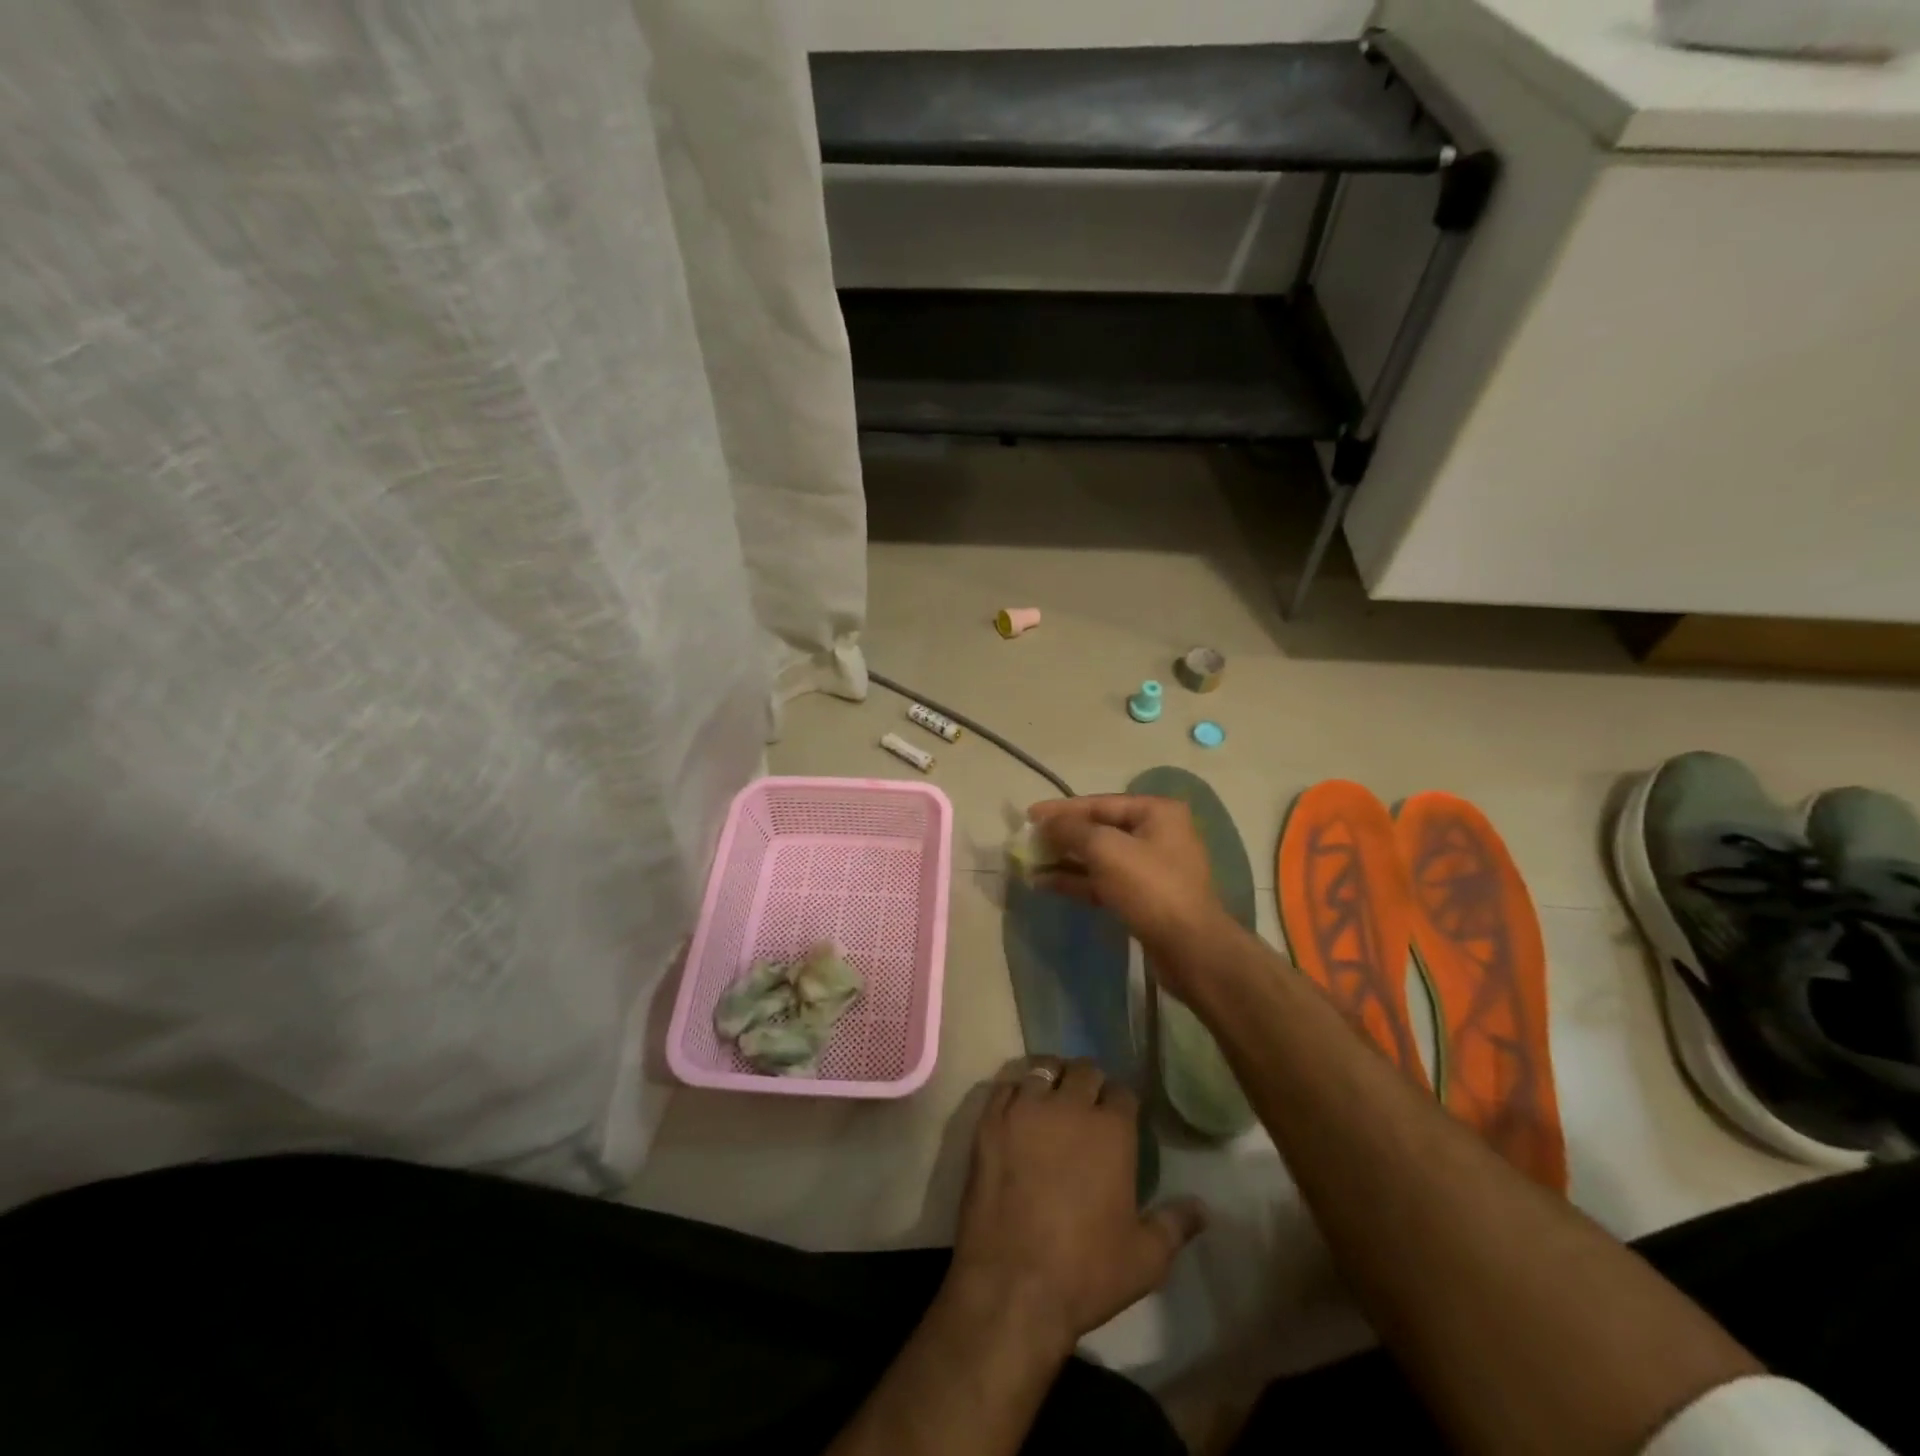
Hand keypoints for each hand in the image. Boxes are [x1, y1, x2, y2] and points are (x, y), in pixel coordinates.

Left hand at [950, 1058, 1207, 1357]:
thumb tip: (1204, 1208)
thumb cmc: (1086, 1272)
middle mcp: (1069, 1106)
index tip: (1120, 1115)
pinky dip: (1015, 1091)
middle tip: (1087, 1103)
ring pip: (1043, 1069)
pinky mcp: (990, 1121)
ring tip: (1052, 1095)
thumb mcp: (1145, 1259)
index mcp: (1111, 1130)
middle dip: (1090, 1082)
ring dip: (1052, 1077)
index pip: (1122, 1092)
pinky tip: (1018, 1107)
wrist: (1012, 1284)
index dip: (1122, 1102)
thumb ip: (1175, 1225)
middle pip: (1084, 1071)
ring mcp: (1025, 1109)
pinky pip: (1004, 1086)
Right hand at [1026, 795, 1229, 983]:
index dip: (1061, 809)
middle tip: (1028, 841)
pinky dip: (1077, 880)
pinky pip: (1104, 881)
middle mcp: (1157, 834)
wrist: (1190, 948)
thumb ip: (1072, 829)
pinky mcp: (1143, 897)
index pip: (1100, 803)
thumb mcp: (1106, 849)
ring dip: (1065, 860)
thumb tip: (1046, 822)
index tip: (1029, 815)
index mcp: (1156, 812)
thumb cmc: (1150, 887)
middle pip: (1100, 829)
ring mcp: (1151, 868)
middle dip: (1063, 836)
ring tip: (1030, 864)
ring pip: (1100, 857)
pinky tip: (1046, 883)